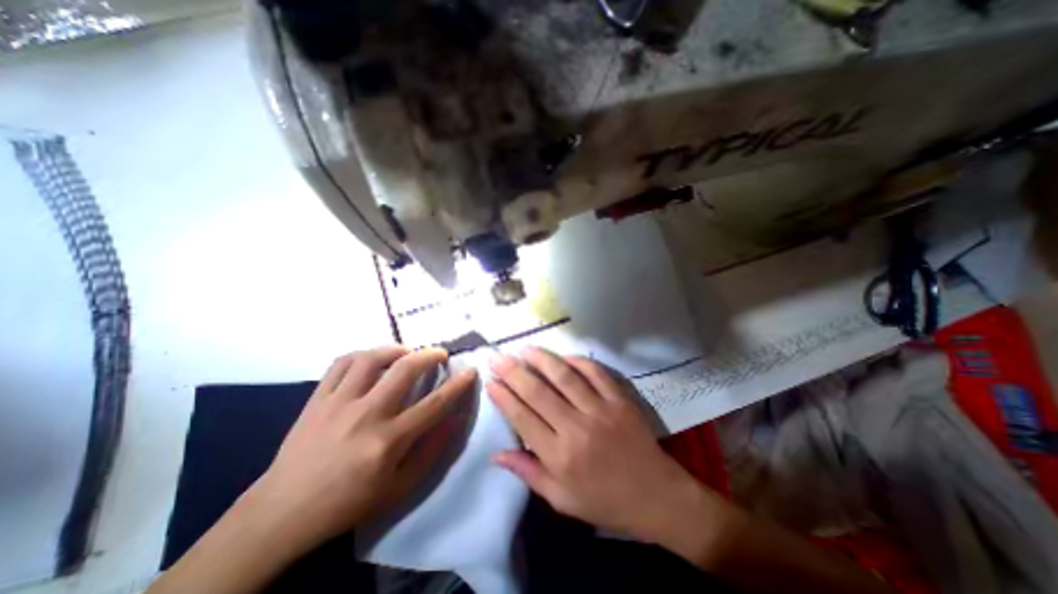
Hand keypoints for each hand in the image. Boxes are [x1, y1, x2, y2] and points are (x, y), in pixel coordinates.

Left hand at [247, 346, 478, 549]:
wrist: (282, 512)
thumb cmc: (348, 503)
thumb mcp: (399, 488)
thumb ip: (432, 450)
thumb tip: (455, 419)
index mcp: (388, 441)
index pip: (435, 404)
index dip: (458, 384)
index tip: (471, 370)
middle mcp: (366, 415)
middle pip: (405, 369)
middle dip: (430, 355)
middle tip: (440, 353)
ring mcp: (338, 403)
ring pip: (372, 358)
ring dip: (396, 349)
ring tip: (407, 352)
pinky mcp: (317, 398)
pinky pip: (341, 363)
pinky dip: (363, 354)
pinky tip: (372, 359)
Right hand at [488, 349, 719, 556]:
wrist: (656, 496)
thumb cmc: (605, 502)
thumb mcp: (562, 500)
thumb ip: (528, 474)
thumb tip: (496, 455)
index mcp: (559, 457)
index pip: (522, 418)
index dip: (503, 397)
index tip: (490, 381)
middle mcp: (576, 428)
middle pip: (538, 392)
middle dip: (513, 371)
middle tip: (497, 357)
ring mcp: (600, 410)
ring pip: (564, 377)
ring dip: (541, 359)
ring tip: (524, 349)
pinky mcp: (619, 400)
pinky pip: (596, 373)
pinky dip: (578, 361)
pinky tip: (563, 356)